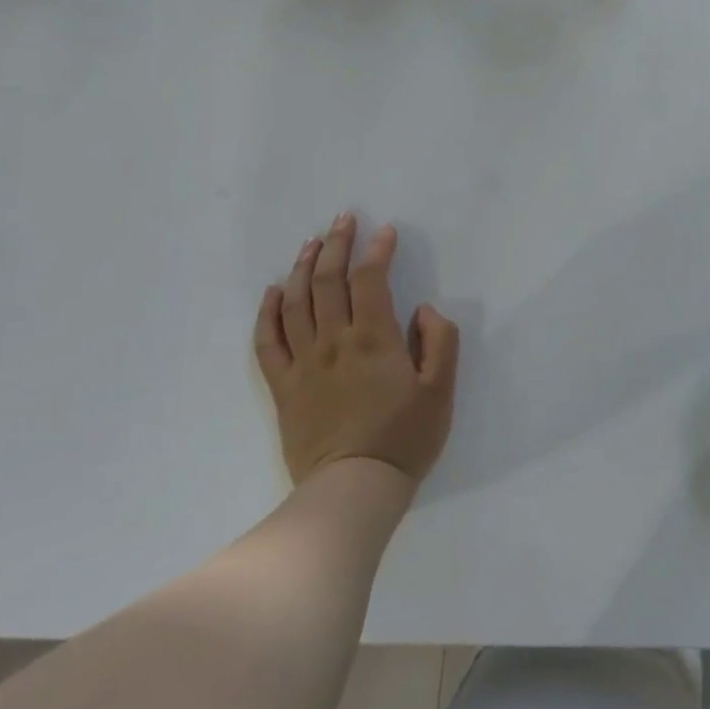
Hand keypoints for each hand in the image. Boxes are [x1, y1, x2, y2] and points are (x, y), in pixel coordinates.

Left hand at [254, 213, 459, 486]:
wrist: (354, 489)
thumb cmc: (405, 438)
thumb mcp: (442, 389)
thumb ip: (439, 341)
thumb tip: (422, 310)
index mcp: (374, 339)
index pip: (370, 280)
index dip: (377, 250)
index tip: (385, 230)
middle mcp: (334, 342)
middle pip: (328, 282)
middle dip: (337, 245)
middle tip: (343, 219)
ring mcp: (303, 364)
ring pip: (295, 303)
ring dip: (302, 267)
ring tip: (312, 243)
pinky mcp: (283, 387)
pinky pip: (268, 342)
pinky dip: (267, 312)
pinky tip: (273, 292)